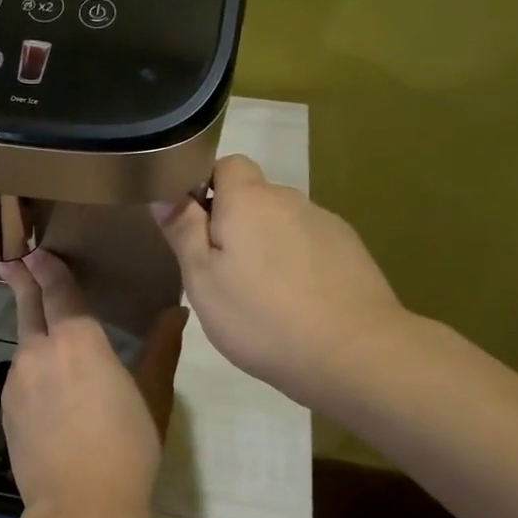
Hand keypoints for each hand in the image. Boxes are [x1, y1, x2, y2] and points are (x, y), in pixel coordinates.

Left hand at [0, 250, 184, 517]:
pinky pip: (20, 373)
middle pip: (28, 306)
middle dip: (22, 279)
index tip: (36, 247)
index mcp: (78, 341)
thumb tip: (177, 311)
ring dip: (32, 328)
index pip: (59, 290)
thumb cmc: (128, 449)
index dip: (48, 267)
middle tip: (12, 258)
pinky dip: (32, 365)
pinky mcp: (6, 407)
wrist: (81, 510)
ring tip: (44, 326)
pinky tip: (47, 383)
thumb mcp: (153, 396)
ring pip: (24, 341)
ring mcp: (16, 379)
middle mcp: (39, 351)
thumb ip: (161, 348)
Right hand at [153, 155, 410, 409]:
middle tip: (222, 272)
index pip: (226, 164)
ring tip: (261, 295)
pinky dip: (296, 263)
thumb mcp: (202, 279)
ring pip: (282, 224)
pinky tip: (296, 303)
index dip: (206, 186)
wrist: (354, 352)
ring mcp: (325, 224)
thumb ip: (183, 231)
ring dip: (267, 245)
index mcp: (249, 200)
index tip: (195, 227)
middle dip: (235, 223)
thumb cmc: (261, 316)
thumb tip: (164, 193)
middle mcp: (290, 200)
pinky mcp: (351, 251)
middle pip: (254, 197)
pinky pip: (309, 245)